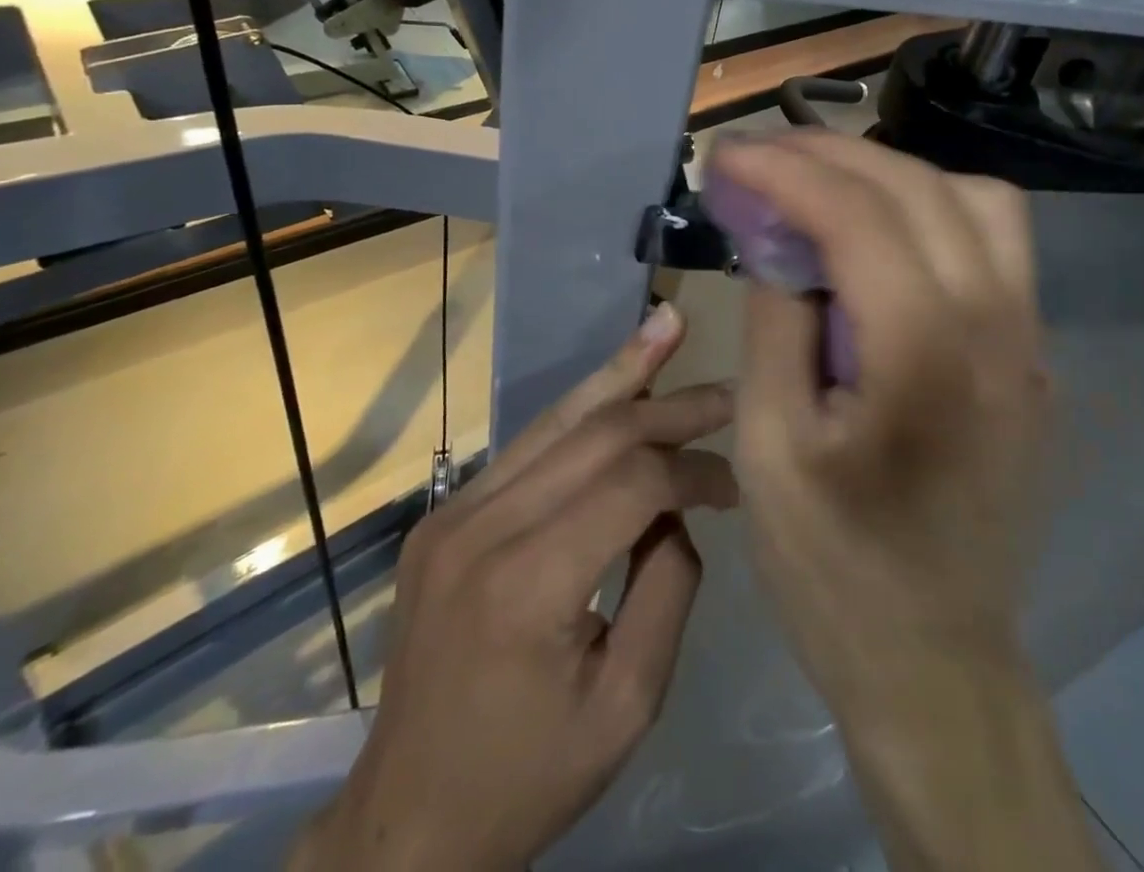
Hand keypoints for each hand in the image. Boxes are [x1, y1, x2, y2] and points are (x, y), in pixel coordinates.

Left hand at [297, 303, 736, 871]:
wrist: (408, 820)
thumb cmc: (529, 777)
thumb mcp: (628, 704)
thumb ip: (668, 588)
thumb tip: (679, 509)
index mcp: (529, 585)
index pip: (632, 483)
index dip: (694, 470)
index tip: (734, 484)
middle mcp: (482, 528)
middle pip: (597, 434)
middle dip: (672, 408)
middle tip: (729, 392)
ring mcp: (453, 513)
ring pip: (558, 419)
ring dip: (623, 374)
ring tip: (669, 324)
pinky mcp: (444, 513)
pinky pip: (529, 445)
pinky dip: (583, 409)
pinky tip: (618, 378)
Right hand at [716, 130, 1047, 697]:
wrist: (937, 662)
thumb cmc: (832, 568)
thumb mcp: (767, 446)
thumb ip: (775, 321)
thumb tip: (776, 237)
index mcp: (924, 358)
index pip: (858, 215)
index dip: (785, 170)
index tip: (726, 155)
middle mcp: (997, 330)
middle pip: (920, 187)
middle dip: (831, 154)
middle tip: (762, 157)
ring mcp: (1029, 342)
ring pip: (976, 200)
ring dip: (891, 174)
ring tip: (821, 185)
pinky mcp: (1031, 357)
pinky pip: (994, 243)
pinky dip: (930, 209)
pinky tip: (878, 234)